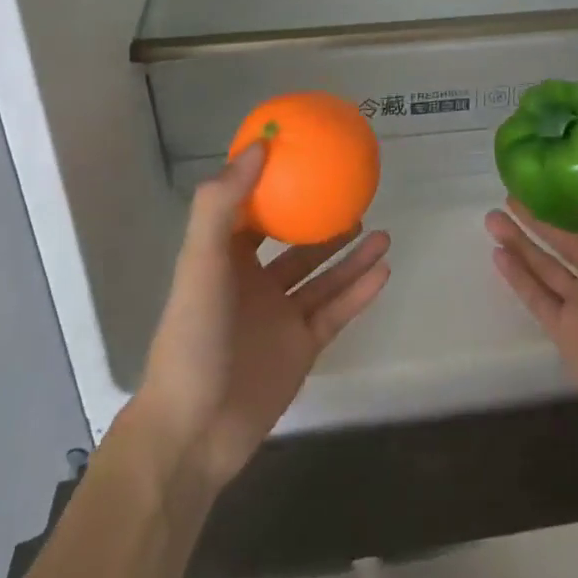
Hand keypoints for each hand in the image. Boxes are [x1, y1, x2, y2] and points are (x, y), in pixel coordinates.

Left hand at [134, 143, 391, 492]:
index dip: (272, 185)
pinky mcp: (301, 347)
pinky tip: (384, 270)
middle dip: (322, 222)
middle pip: (295, 244)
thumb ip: (222, 204)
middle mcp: (254, 283)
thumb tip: (258, 146)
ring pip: (323, 277)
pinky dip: (359, 291)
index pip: (251, 212)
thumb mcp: (201, 262)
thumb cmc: (193, 336)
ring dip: (351, 255)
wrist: (195, 431)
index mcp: (225, 259)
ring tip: (381, 232)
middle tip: (355, 196)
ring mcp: (280, 317)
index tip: (303, 157)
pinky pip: (336, 311)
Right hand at [485, 142, 577, 471]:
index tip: (551, 163)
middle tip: (509, 187)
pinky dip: (518, 277)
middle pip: (565, 236)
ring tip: (491, 216)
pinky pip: (538, 298)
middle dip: (538, 213)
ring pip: (545, 264)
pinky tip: (496, 255)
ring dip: (520, 241)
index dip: (576, 188)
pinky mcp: (567, 332)